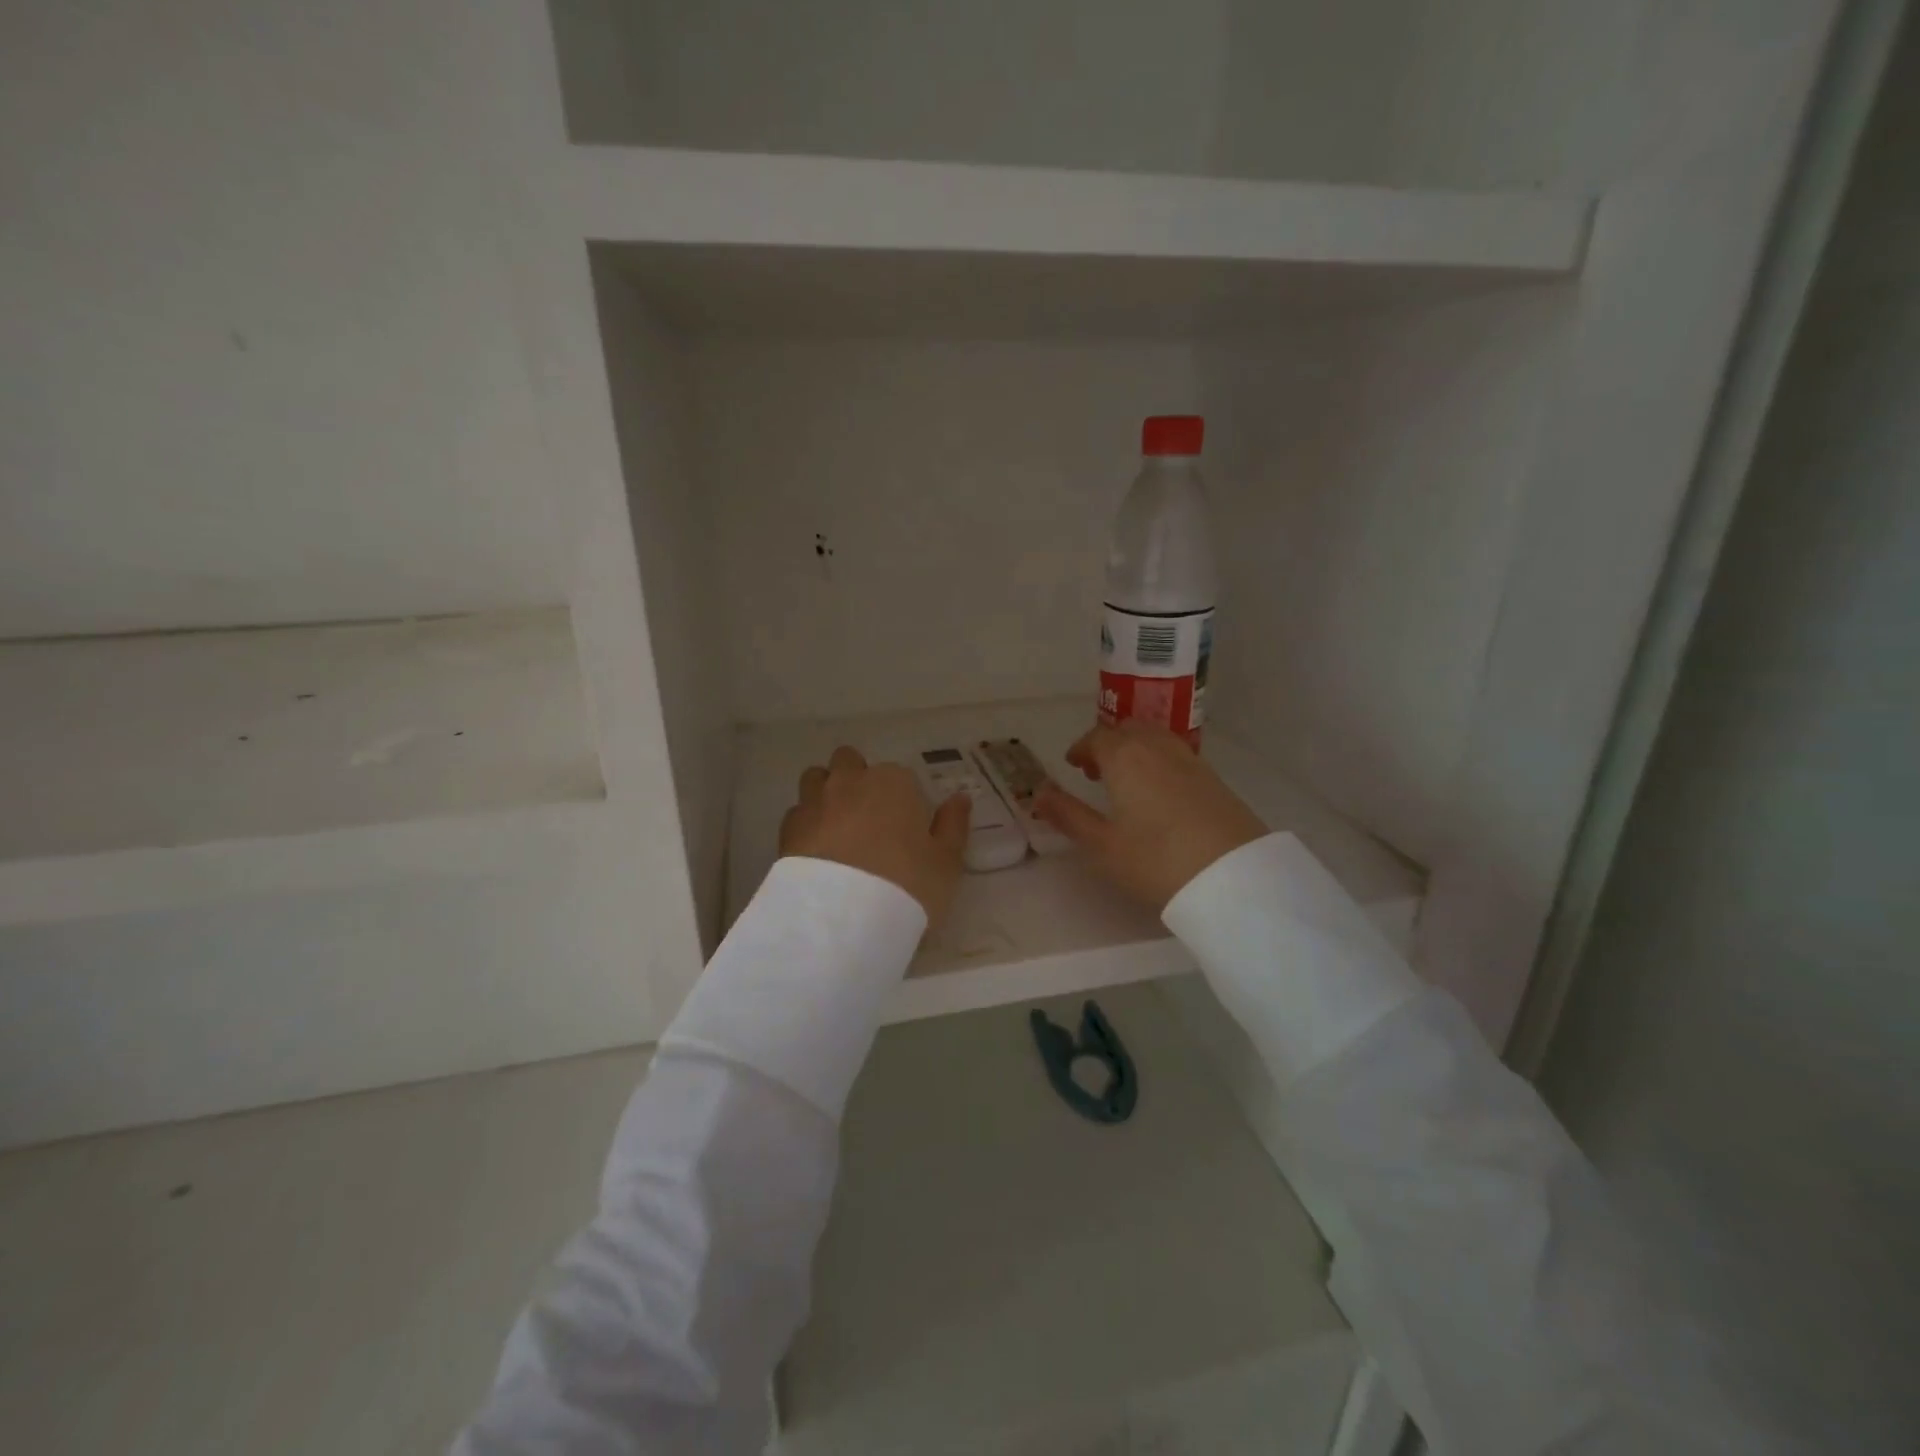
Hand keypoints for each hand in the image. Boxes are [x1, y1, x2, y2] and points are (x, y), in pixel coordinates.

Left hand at [779, 746, 971, 925]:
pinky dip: (807, 824)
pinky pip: (797, 813)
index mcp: (893, 782)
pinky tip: (817, 851)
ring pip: (816, 778)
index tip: (907, 827)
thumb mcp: (947, 861)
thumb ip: (953, 825)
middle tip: (870, 818)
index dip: (903, 799)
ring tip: (838, 828)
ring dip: (826, 793)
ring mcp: (814, 802)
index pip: (900, 776)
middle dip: (857, 780)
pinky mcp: (787, 829)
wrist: (842, 918)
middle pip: (849, 762)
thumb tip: (960, 799)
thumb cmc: (907, 883)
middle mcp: (850, 781)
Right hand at [1033, 721, 1266, 909]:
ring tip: (1126, 779)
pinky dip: (1158, 759)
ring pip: (1154, 738)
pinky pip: (1176, 753)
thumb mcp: (1102, 845)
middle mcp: (1156, 747)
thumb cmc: (1156, 859)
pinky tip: (1158, 792)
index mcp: (1124, 756)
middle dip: (1107, 743)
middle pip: (1127, 729)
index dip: (1081, 748)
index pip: (1097, 737)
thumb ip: (1068, 815)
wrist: (1232, 875)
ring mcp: (1189, 759)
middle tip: (1095, 770)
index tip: (1072, 764)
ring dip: (1134, 748)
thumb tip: (1038, 794)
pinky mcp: (1213, 777)